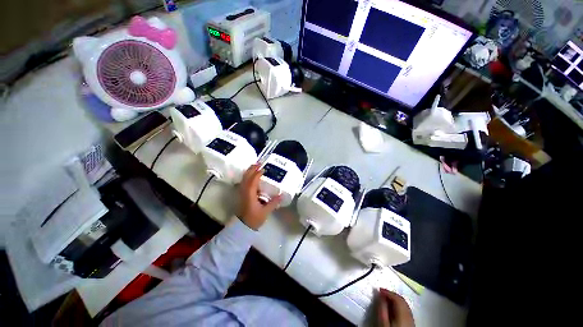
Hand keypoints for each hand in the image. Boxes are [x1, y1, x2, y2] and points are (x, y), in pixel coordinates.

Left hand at [237, 164, 281, 229]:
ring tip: (255, 166)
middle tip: (259, 163)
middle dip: (252, 168)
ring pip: (244, 178)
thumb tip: (282, 195)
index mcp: (250, 194)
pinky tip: (251, 176)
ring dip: (249, 171)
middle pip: (246, 176)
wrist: (243, 227)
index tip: (264, 168)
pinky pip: (244, 182)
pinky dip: (247, 176)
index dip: (258, 173)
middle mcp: (244, 191)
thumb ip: (274, 202)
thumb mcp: (266, 211)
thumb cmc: (254, 219)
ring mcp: (241, 192)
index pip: (253, 180)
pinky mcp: (241, 194)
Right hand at [377, 288, 414, 326]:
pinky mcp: (411, 324)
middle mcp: (410, 315)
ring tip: (386, 299)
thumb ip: (382, 309)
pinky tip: (392, 308)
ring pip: (405, 306)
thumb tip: (380, 296)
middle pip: (402, 301)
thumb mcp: (383, 323)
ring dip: (395, 300)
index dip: (388, 292)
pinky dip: (398, 306)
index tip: (379, 289)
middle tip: (382, 293)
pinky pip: (406, 311)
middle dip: (392, 295)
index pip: (397, 298)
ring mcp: (412, 320)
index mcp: (403, 314)